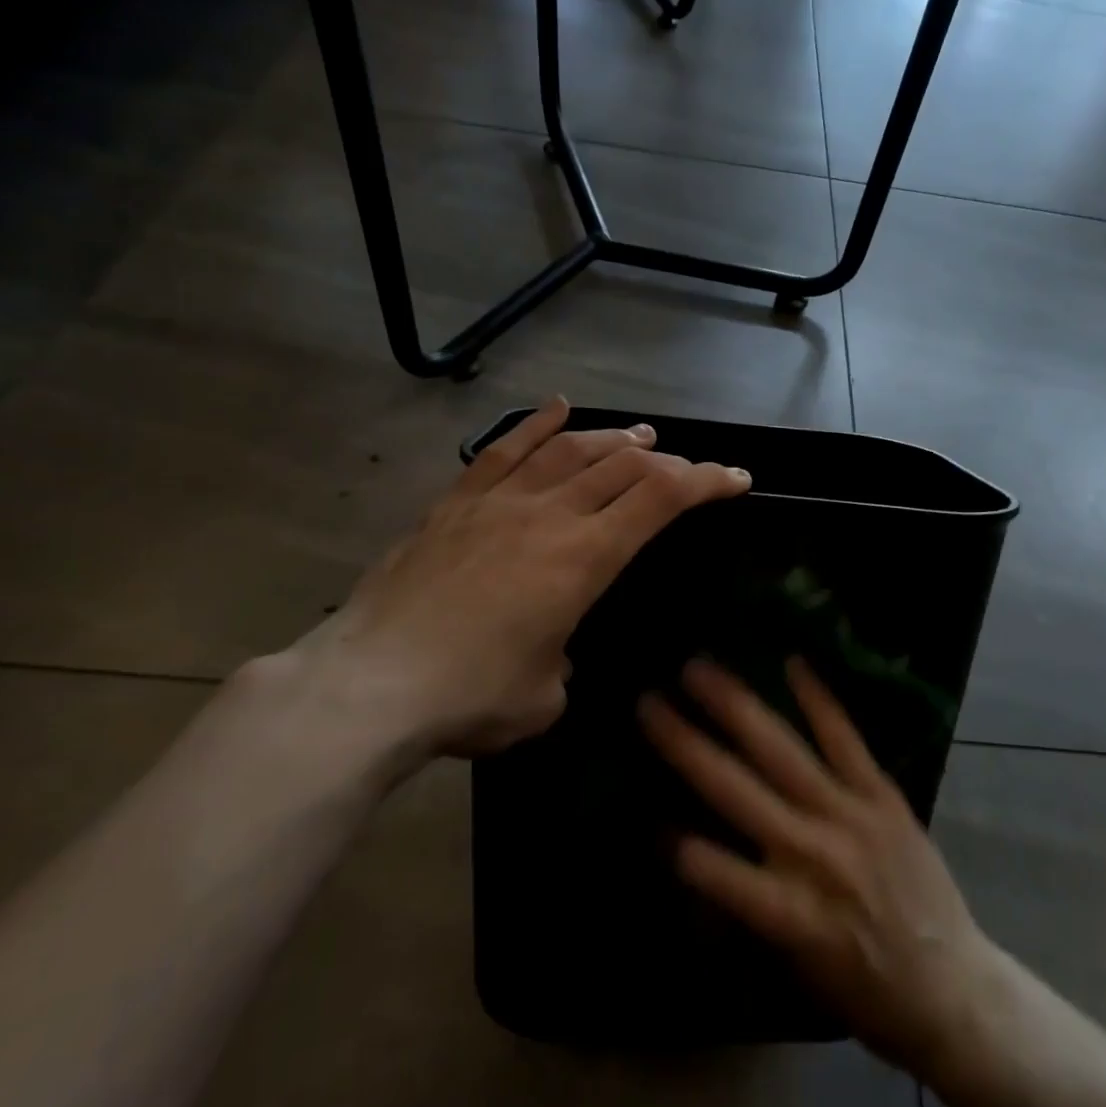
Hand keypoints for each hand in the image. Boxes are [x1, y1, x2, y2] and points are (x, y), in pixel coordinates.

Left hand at [273, 399, 750, 765]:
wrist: (369, 686)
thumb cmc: (470, 698)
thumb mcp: (545, 696)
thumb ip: (563, 662)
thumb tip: (552, 651)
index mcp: (583, 558)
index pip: (661, 499)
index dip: (707, 481)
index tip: (736, 479)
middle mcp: (548, 515)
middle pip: (622, 466)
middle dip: (667, 462)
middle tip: (686, 468)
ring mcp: (497, 502)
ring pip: (568, 449)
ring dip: (612, 438)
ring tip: (639, 435)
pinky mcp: (454, 504)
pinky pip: (503, 451)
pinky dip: (536, 426)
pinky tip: (558, 409)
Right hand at [640, 659, 994, 1076]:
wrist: (954, 988)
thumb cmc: (865, 990)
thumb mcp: (795, 967)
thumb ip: (747, 906)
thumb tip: (693, 854)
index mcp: (788, 912)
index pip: (712, 869)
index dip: (674, 842)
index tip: (647, 813)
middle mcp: (813, 854)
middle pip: (735, 789)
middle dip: (686, 744)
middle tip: (648, 701)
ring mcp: (851, 816)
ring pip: (781, 751)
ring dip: (736, 706)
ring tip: (699, 669)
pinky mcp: (883, 796)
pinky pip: (845, 739)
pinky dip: (817, 700)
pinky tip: (792, 662)